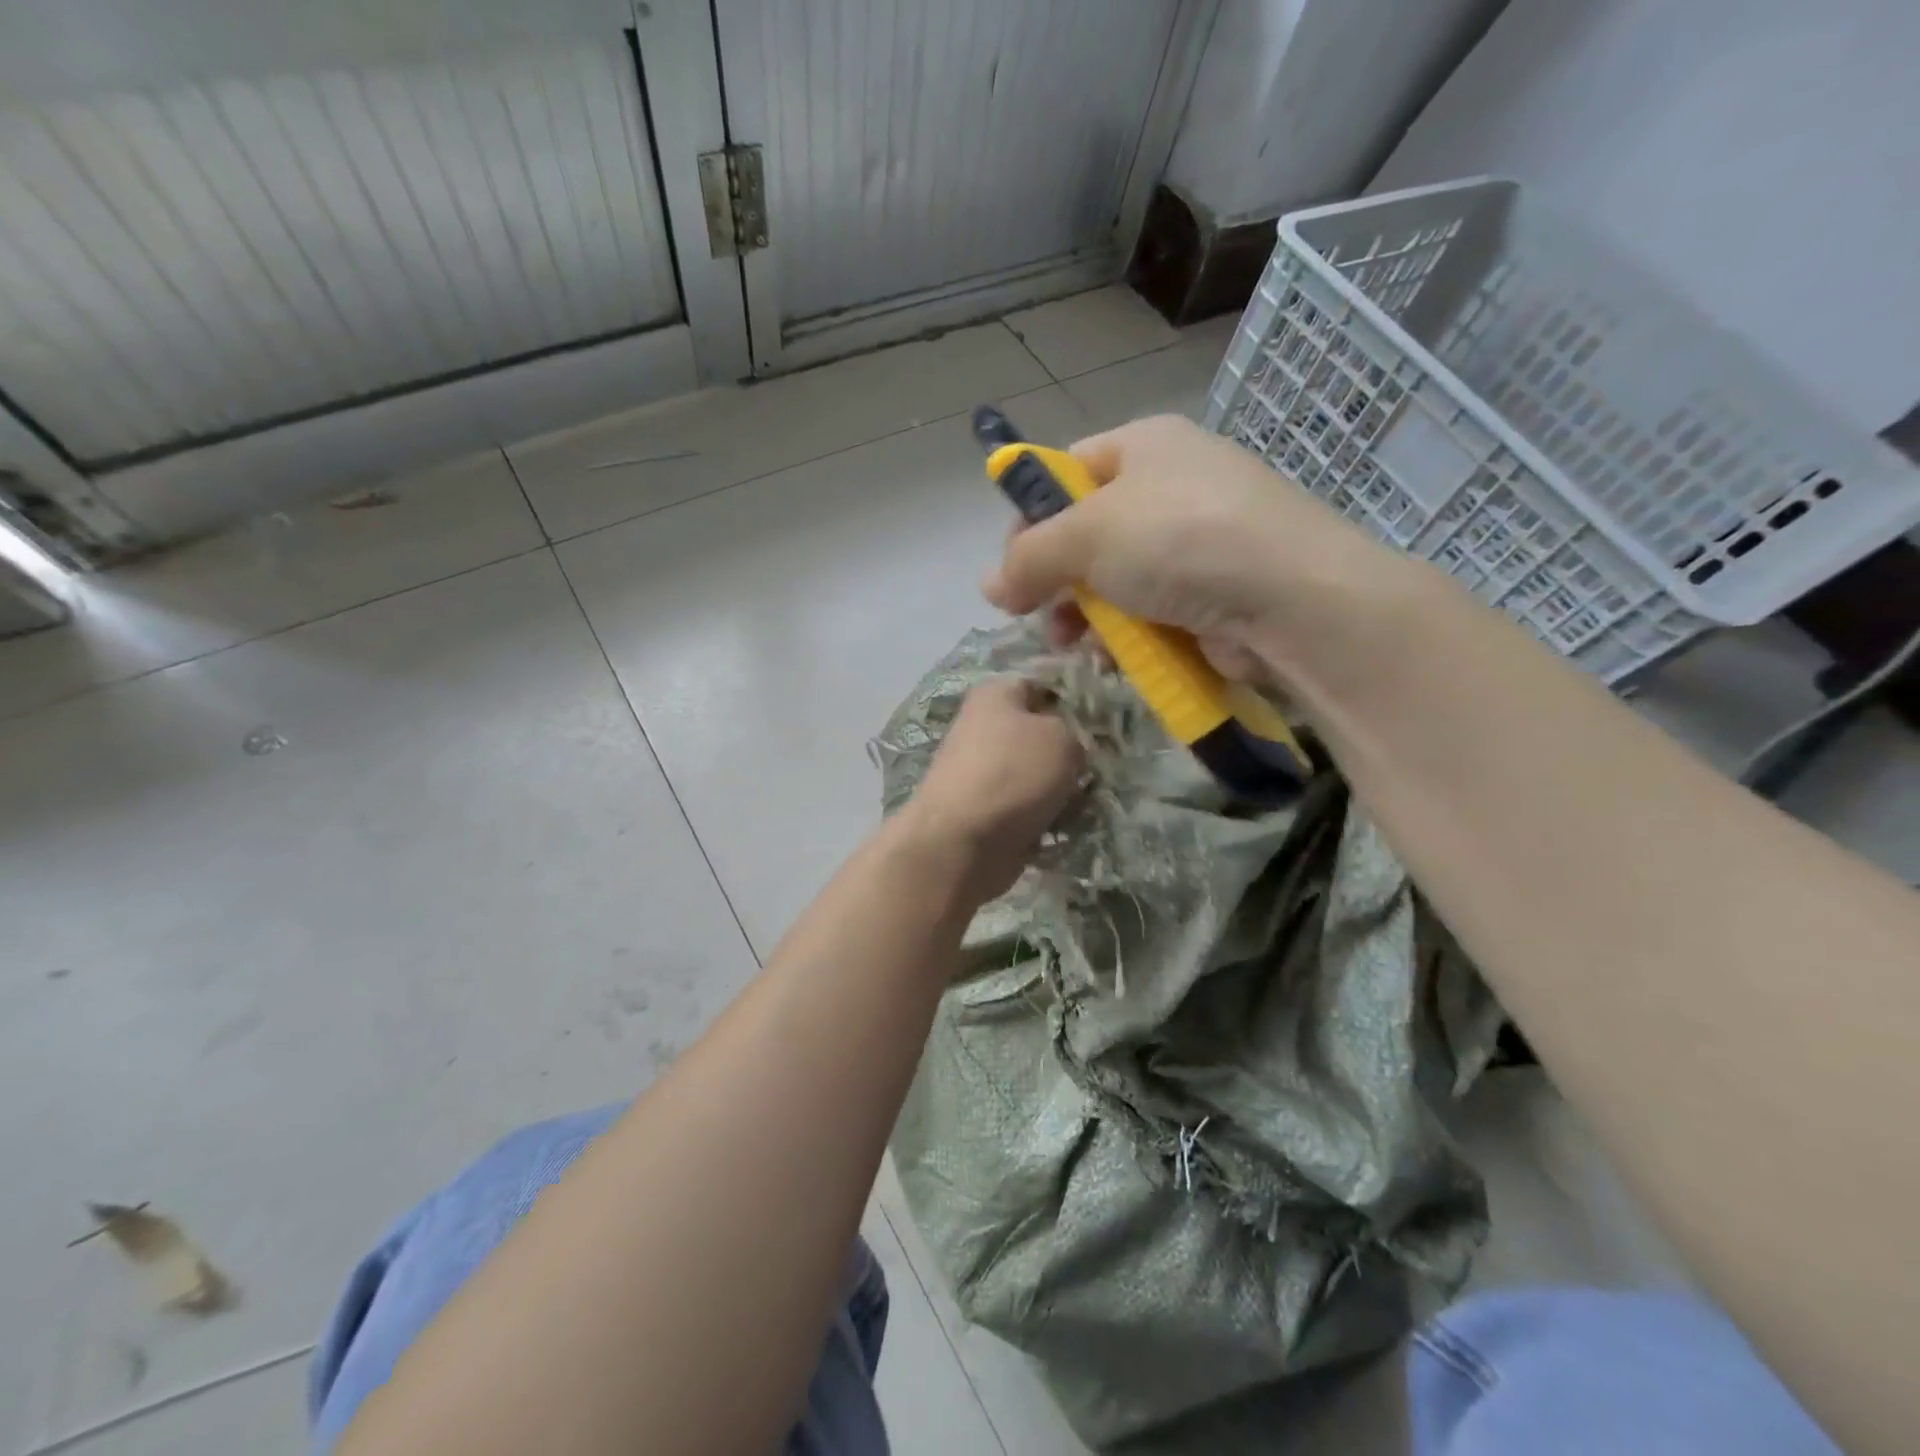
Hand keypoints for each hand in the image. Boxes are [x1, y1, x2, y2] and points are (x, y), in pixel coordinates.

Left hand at [898, 677, 1083, 904]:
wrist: (961, 843)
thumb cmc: (1012, 774)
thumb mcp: (1063, 738)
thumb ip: (1078, 733)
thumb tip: (1075, 747)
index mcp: (996, 694)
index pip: (1045, 683)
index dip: (1079, 698)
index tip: (1109, 719)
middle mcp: (985, 727)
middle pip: (1043, 731)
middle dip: (1074, 749)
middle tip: (1103, 763)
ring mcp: (984, 771)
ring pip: (1039, 772)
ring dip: (1064, 786)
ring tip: (1090, 798)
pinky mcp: (987, 809)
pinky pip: (1030, 805)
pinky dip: (1048, 815)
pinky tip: (1069, 824)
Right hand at [981, 415, 1412, 684]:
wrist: (1290, 599)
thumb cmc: (1179, 541)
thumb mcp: (1086, 536)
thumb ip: (1029, 557)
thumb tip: (991, 586)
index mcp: (1144, 447)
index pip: (1067, 471)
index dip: (1031, 516)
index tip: (1012, 566)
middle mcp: (1172, 487)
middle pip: (1089, 533)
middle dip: (1056, 579)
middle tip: (1034, 613)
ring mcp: (1197, 544)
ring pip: (1116, 581)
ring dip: (1086, 615)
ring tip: (1072, 643)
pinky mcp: (1214, 595)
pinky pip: (1151, 613)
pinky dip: (1127, 635)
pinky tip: (1113, 657)